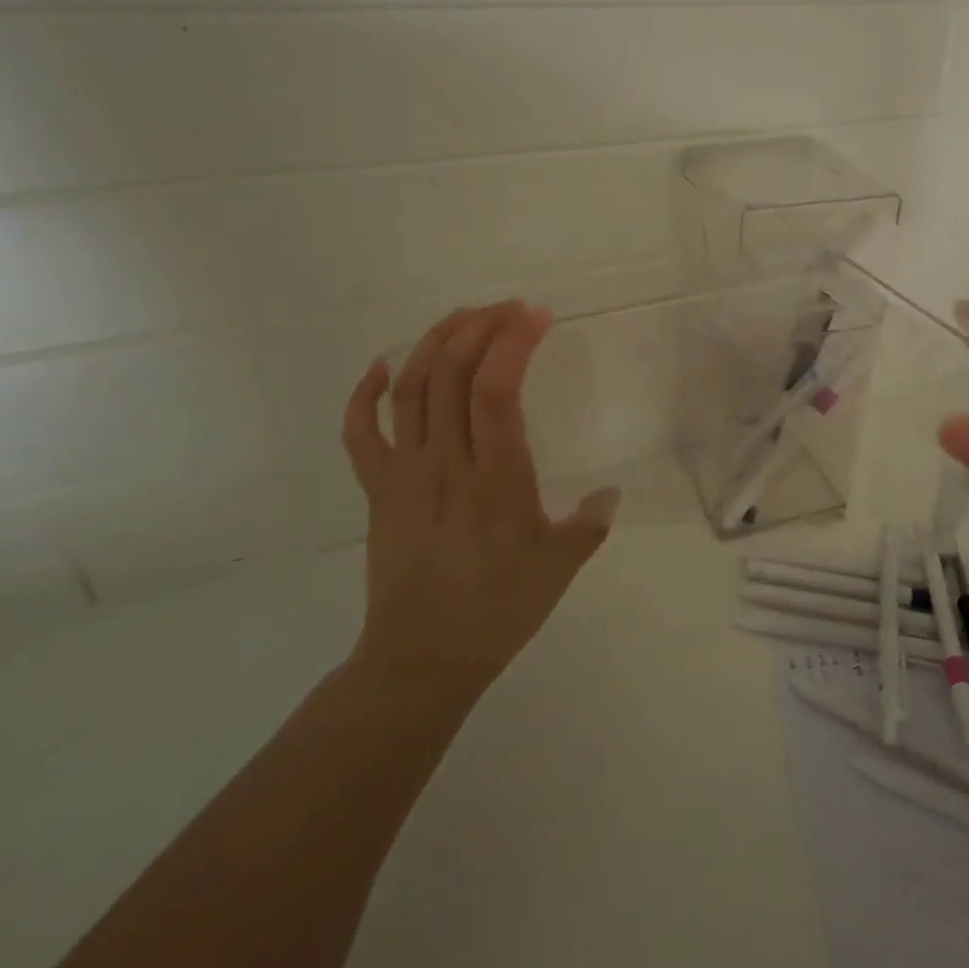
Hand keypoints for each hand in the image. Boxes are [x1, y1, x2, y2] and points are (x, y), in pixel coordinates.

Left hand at [340, 301, 620, 693]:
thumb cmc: (498, 611)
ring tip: (464, 317)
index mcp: (495, 479)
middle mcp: (445, 464)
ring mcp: (404, 474)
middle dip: (480, 327)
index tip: (537, 315)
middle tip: (509, 308)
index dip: (513, 343)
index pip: (497, 391)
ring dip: (435, 342)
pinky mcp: (378, 490)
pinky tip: (383, 364)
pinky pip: (360, 431)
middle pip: (450, 374)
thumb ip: (589, 524)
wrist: (422, 659)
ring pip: (410, 389)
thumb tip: (608, 492)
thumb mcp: (560, 568)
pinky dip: (365, 392)